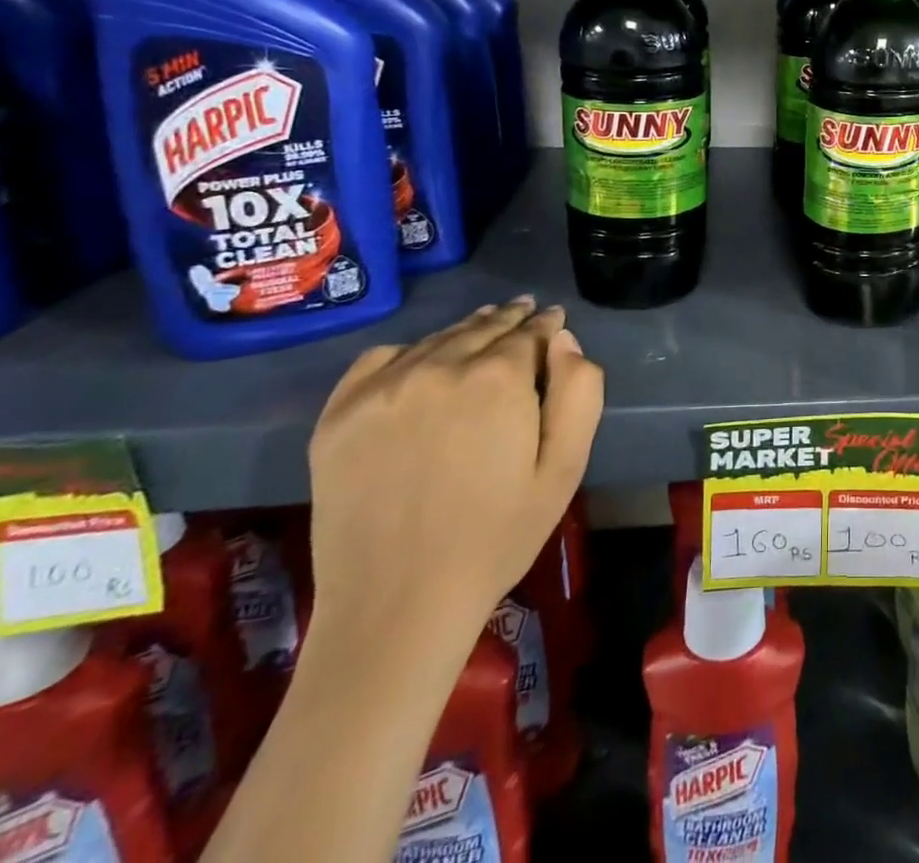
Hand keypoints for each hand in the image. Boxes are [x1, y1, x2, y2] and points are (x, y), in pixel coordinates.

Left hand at [306, 297, 604, 663]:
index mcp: (498, 378)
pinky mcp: (338, 415)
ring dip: (466, 331)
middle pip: (483, 327)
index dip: (546, 323)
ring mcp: (382, 389)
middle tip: (524, 312)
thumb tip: (564, 341)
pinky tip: (421, 363)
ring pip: (437, 339)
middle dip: (510, 319)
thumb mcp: (564, 468)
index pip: (530, 331)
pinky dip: (409, 352)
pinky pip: (381, 359)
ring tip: (483, 328)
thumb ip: (579, 393)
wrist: (397, 606)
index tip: (553, 319)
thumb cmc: (496, 537)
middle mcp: (439, 367)